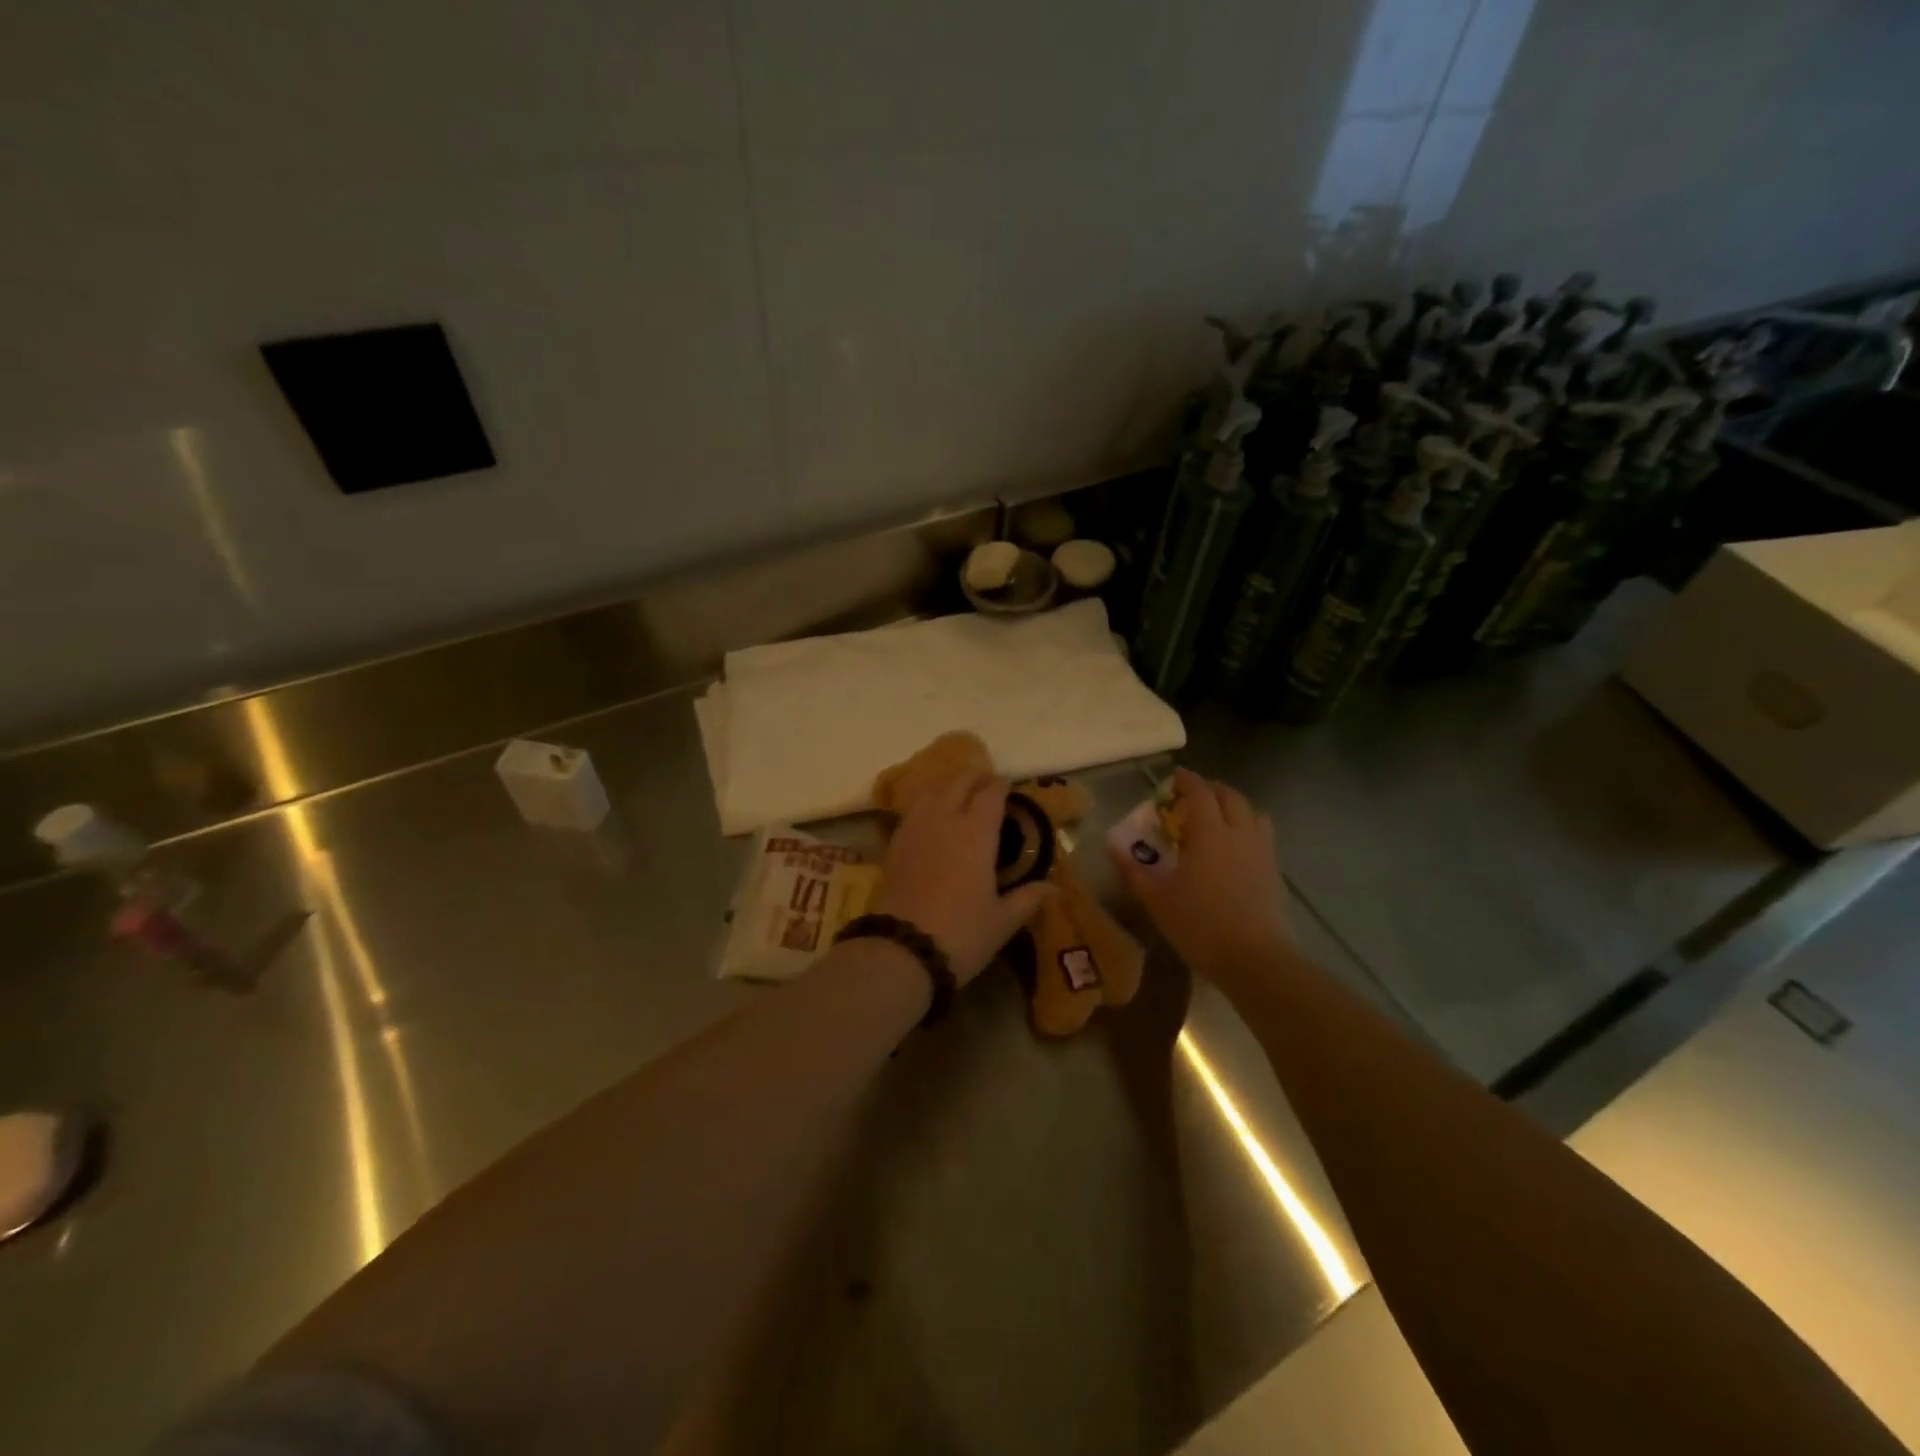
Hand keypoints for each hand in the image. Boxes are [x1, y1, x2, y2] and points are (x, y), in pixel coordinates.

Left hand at [871, 773, 1054, 984]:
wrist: (901, 950)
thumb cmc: (961, 934)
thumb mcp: (1002, 921)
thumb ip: (1027, 899)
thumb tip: (1052, 887)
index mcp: (976, 833)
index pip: (990, 794)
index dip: (1000, 785)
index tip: (1008, 784)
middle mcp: (945, 820)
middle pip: (958, 783)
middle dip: (974, 777)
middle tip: (986, 782)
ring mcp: (915, 830)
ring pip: (931, 792)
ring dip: (947, 786)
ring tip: (958, 794)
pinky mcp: (894, 845)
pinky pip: (912, 811)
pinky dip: (926, 805)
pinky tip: (930, 818)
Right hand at [1109, 768, 1295, 988]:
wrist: (1255, 960)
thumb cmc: (1199, 925)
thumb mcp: (1157, 900)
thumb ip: (1134, 870)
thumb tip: (1112, 847)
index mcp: (1209, 833)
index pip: (1200, 793)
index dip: (1188, 780)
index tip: (1176, 775)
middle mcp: (1239, 834)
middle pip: (1231, 797)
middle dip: (1213, 789)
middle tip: (1196, 795)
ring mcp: (1262, 852)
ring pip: (1254, 813)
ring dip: (1237, 807)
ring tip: (1221, 817)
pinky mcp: (1275, 873)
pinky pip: (1264, 837)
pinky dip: (1249, 830)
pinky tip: (1238, 850)